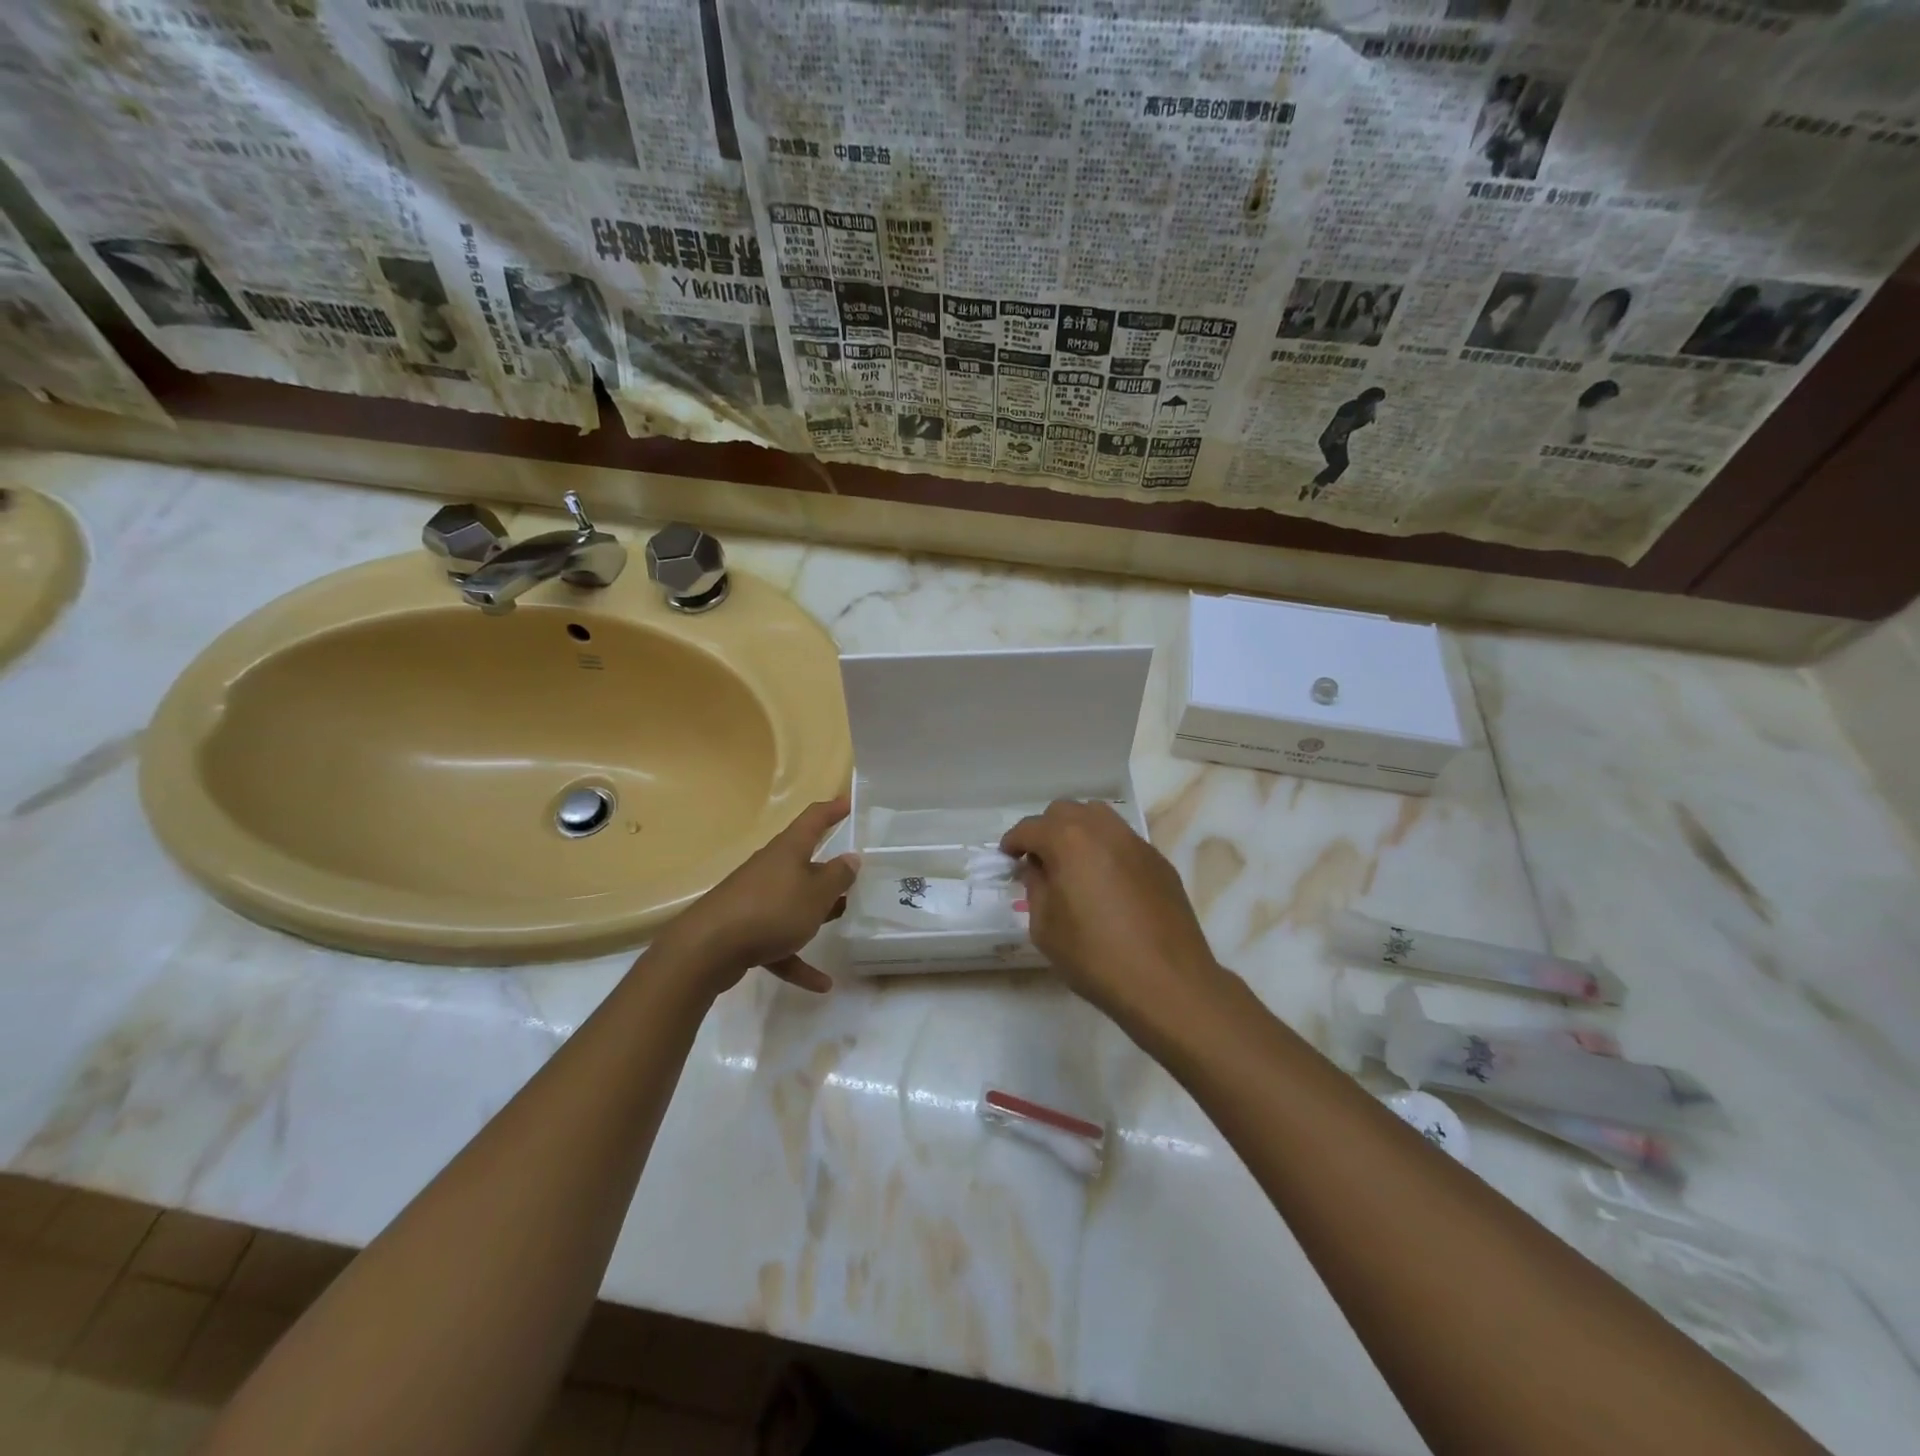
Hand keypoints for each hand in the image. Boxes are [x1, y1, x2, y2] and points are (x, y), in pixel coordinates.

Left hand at [655, 797, 858, 994]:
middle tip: (854, 876)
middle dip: (829, 870)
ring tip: (841, 920)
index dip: (833, 809)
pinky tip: (821, 984)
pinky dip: (797, 958)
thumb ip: (838, 876)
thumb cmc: (772, 910)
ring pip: (793, 901)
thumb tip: (851, 858)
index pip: (814, 819)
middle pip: (804, 862)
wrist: (708, 949)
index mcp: (789, 850)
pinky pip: (779, 940)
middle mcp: (771, 868)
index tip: (849, 803)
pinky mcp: (744, 928)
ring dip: (815, 912)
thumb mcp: (817, 893)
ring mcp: (755, 898)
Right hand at [1001, 800, 1229, 1033]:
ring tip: (1072, 863)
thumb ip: (1036, 888)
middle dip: (1045, 830)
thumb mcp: (1046, 928)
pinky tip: (1105, 881)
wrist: (1168, 982)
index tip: (1007, 858)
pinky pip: (1123, 840)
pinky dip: (1105, 848)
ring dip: (1078, 831)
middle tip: (1038, 861)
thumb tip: (1037, 869)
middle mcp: (1103, 830)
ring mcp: (1136, 843)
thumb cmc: (1096, 957)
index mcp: (1069, 841)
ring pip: (1098, 817)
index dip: (1013, 842)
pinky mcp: (1159, 861)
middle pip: (1065, 811)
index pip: (1031, 828)